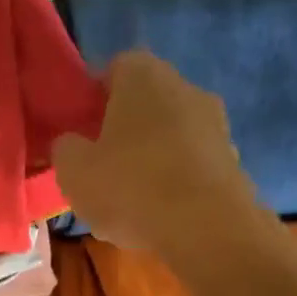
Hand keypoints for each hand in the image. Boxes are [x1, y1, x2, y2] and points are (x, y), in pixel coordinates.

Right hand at [52, 51, 267, 271]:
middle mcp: (185, 88)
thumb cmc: (130, 187)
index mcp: (144, 77)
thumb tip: (71, 142)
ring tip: (126, 195)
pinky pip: (189, 162)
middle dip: (121, 127)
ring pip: (168, 133)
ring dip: (148, 155)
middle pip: (145, 100)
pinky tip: (156, 211)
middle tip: (98, 162)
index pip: (115, 67)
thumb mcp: (72, 170)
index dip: (93, 94)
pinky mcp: (231, 160)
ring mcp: (215, 123)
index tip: (79, 126)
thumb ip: (64, 147)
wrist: (206, 228)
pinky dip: (172, 179)